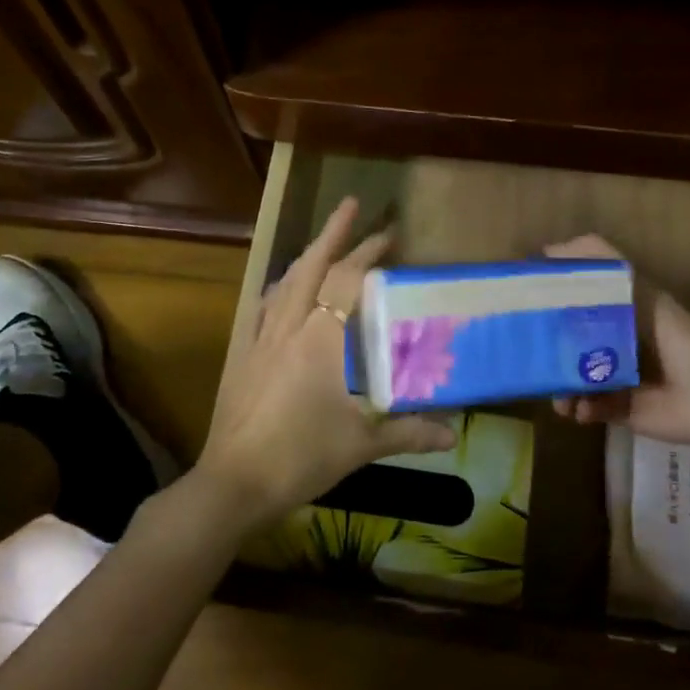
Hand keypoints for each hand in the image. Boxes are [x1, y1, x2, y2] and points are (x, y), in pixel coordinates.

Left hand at [198, 197, 457, 525]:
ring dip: (307, 255)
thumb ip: (409, 432)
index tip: (390, 234)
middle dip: (335, 235)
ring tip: (324, 242)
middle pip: (312, 267)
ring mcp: (260, 337)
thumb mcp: (361, 444)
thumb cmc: (301, 457)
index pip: (347, 281)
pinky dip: (280, 287)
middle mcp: (288, 326)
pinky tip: (284, 289)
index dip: (368, 253)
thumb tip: (454, 433)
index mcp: (320, 339)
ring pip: (284, 281)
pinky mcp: (242, 353)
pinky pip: (262, 305)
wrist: (235, 481)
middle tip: (354, 208)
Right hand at [544, 234, 689, 450]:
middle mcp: (614, 344)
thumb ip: (600, 260)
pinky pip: (589, 408)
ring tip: (558, 396)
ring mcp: (616, 379)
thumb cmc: (671, 332)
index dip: (551, 305)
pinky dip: (580, 408)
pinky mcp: (622, 410)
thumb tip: (549, 249)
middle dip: (550, 354)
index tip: (525, 306)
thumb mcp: (634, 286)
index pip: (574, 305)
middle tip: (531, 358)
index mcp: (617, 313)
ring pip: (573, 380)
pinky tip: (578, 409)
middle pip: (569, 345)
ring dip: (561, 388)